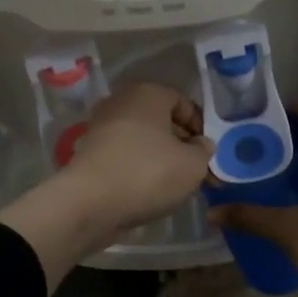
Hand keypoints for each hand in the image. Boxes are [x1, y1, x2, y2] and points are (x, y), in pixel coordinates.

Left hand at [0, 82, 211, 292]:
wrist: (89, 203)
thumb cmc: (148, 173)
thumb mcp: (193, 164)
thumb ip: (204, 151)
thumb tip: (201, 144)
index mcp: (147, 93)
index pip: (183, 102)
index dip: (201, 127)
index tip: (209, 153)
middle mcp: (121, 103)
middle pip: (162, 121)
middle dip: (182, 145)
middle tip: (198, 172)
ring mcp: (101, 128)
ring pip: (143, 140)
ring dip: (161, 159)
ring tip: (177, 185)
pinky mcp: (90, 154)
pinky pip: (125, 157)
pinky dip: (139, 169)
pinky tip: (150, 191)